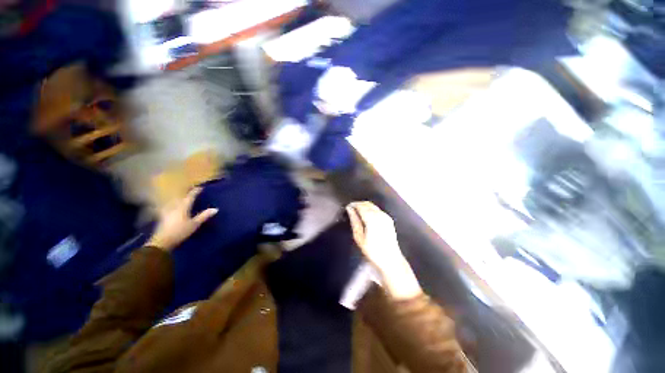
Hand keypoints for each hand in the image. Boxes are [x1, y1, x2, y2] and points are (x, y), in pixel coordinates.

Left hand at [146, 188, 217, 251]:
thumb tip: (216, 209)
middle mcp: (174, 207)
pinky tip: (171, 207)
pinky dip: (171, 205)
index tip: (200, 187)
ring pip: (173, 202)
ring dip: (177, 198)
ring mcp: (167, 211)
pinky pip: (168, 207)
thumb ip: (204, 216)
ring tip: (181, 197)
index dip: (195, 192)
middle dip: (185, 194)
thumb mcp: (194, 224)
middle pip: (180, 198)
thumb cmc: (180, 231)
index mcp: (182, 207)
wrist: (162, 241)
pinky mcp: (162, 217)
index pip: (190, 197)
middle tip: (190, 191)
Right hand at [346, 202, 421, 298]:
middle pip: (367, 204)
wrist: (390, 259)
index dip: (353, 204)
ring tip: (357, 212)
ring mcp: (385, 216)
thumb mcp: (359, 237)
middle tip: (351, 209)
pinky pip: (378, 209)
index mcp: (372, 218)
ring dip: (364, 206)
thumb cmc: (372, 250)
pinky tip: (366, 215)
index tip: (347, 207)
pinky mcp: (389, 219)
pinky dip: (370, 209)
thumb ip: (354, 221)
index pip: (360, 206)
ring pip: (373, 206)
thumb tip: (349, 209)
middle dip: (358, 204)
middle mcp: (379, 215)